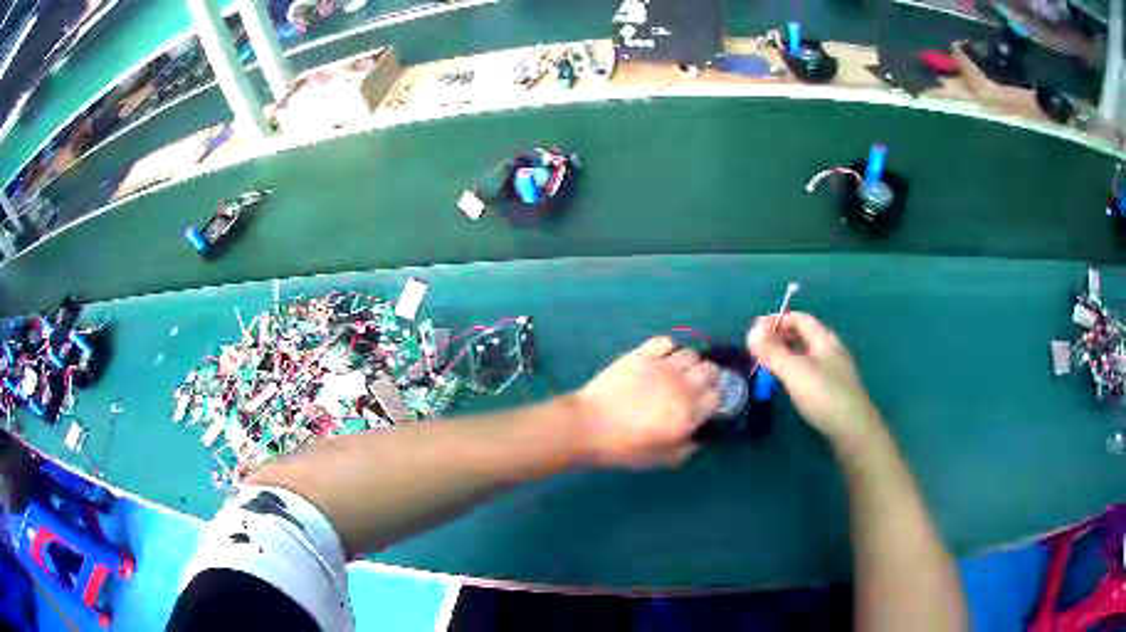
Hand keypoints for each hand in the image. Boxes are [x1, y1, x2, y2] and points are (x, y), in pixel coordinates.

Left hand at [570, 337, 720, 468]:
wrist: (587, 425)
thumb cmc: (623, 448)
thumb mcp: (660, 459)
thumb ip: (686, 448)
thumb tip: (699, 437)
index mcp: (688, 413)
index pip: (717, 397)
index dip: (713, 402)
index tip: (704, 406)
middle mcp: (681, 386)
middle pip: (710, 371)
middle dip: (708, 379)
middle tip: (695, 388)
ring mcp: (661, 366)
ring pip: (692, 354)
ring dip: (691, 364)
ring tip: (679, 373)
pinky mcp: (641, 354)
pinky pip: (667, 342)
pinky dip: (670, 348)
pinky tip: (662, 359)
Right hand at [747, 312, 883, 451]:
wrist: (853, 430)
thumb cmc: (824, 396)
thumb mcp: (794, 372)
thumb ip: (773, 351)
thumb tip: (751, 330)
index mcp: (825, 340)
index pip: (800, 319)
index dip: (777, 319)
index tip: (755, 329)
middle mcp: (832, 351)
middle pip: (805, 335)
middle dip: (782, 336)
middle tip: (759, 348)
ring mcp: (836, 371)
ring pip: (808, 354)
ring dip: (788, 354)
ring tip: (769, 365)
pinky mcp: (835, 390)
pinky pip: (812, 370)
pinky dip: (796, 370)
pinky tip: (789, 384)